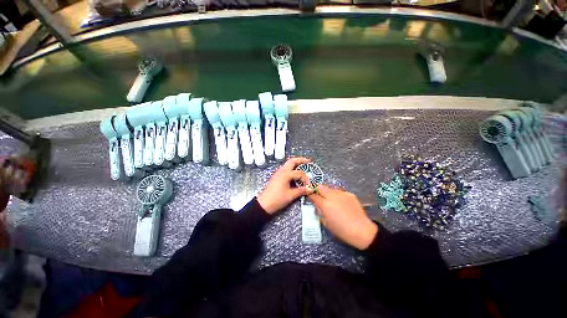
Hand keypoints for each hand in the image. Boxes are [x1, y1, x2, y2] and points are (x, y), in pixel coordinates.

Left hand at [257, 157, 313, 213]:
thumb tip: (309, 189)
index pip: (299, 173)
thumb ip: (301, 191)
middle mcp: (281, 172)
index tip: (309, 184)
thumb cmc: (276, 199)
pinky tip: (296, 174)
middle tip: (308, 161)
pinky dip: (292, 169)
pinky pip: (285, 169)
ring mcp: (278, 174)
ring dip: (296, 164)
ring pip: (288, 164)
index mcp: (285, 175)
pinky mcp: (277, 177)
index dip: (305, 178)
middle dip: (300, 160)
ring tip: (303, 166)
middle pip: (291, 161)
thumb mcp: (290, 195)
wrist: (264, 204)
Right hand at [308, 185, 377, 249]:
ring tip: (331, 200)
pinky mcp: (350, 194)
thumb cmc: (342, 230)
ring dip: (328, 193)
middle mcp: (332, 196)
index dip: (310, 195)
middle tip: (319, 195)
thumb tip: (318, 207)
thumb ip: (321, 213)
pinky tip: (341, 203)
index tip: (309, 195)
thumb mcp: (327, 224)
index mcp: (325, 205)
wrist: (362, 230)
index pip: (314, 196)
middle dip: (318, 190)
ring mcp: (342, 194)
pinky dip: (338, 196)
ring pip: (331, 188)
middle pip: (321, 187)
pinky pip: (340, 192)